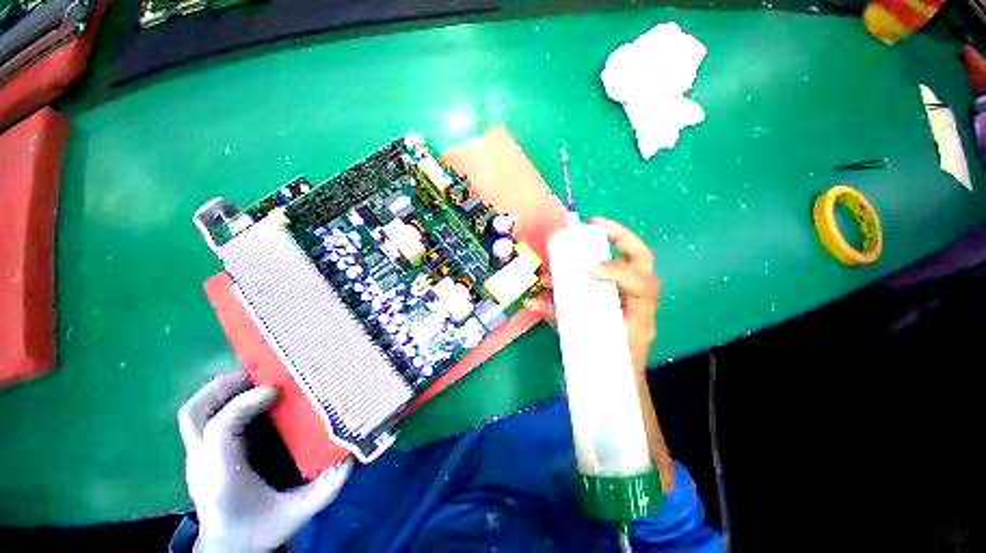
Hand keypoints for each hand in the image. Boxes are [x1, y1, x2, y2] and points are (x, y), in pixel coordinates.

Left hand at [178, 373, 352, 552]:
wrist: (228, 550)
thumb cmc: (259, 531)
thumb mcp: (296, 514)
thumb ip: (324, 488)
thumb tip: (351, 458)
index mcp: (222, 476)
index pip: (220, 429)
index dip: (245, 403)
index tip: (276, 390)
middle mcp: (202, 463)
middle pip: (193, 415)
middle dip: (223, 388)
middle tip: (257, 374)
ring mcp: (196, 459)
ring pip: (191, 414)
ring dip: (218, 391)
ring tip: (251, 380)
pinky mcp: (200, 456)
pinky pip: (201, 419)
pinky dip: (219, 401)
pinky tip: (244, 400)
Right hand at [528, 216, 660, 373]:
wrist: (620, 384)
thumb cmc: (602, 366)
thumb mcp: (583, 344)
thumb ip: (558, 319)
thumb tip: (533, 301)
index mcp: (637, 316)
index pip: (640, 284)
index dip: (614, 270)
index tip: (585, 267)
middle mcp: (639, 302)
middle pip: (643, 261)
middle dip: (621, 237)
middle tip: (593, 226)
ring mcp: (635, 299)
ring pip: (635, 262)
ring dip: (611, 243)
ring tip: (586, 234)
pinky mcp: (625, 298)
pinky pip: (620, 272)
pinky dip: (604, 259)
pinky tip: (586, 257)